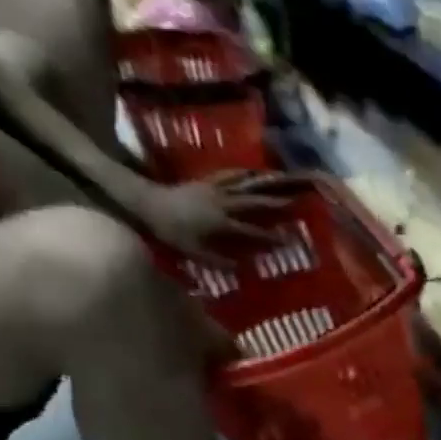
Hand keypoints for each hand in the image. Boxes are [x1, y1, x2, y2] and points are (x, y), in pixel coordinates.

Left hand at [135, 170, 289, 265]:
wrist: (147, 202)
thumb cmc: (170, 231)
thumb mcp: (194, 253)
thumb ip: (219, 262)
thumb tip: (243, 268)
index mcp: (220, 223)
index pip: (251, 231)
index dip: (270, 237)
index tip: (288, 240)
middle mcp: (221, 203)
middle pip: (252, 202)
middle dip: (274, 203)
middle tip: (293, 202)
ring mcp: (213, 189)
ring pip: (242, 185)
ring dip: (261, 183)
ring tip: (278, 179)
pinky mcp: (205, 181)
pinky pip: (227, 175)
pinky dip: (240, 172)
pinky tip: (250, 171)